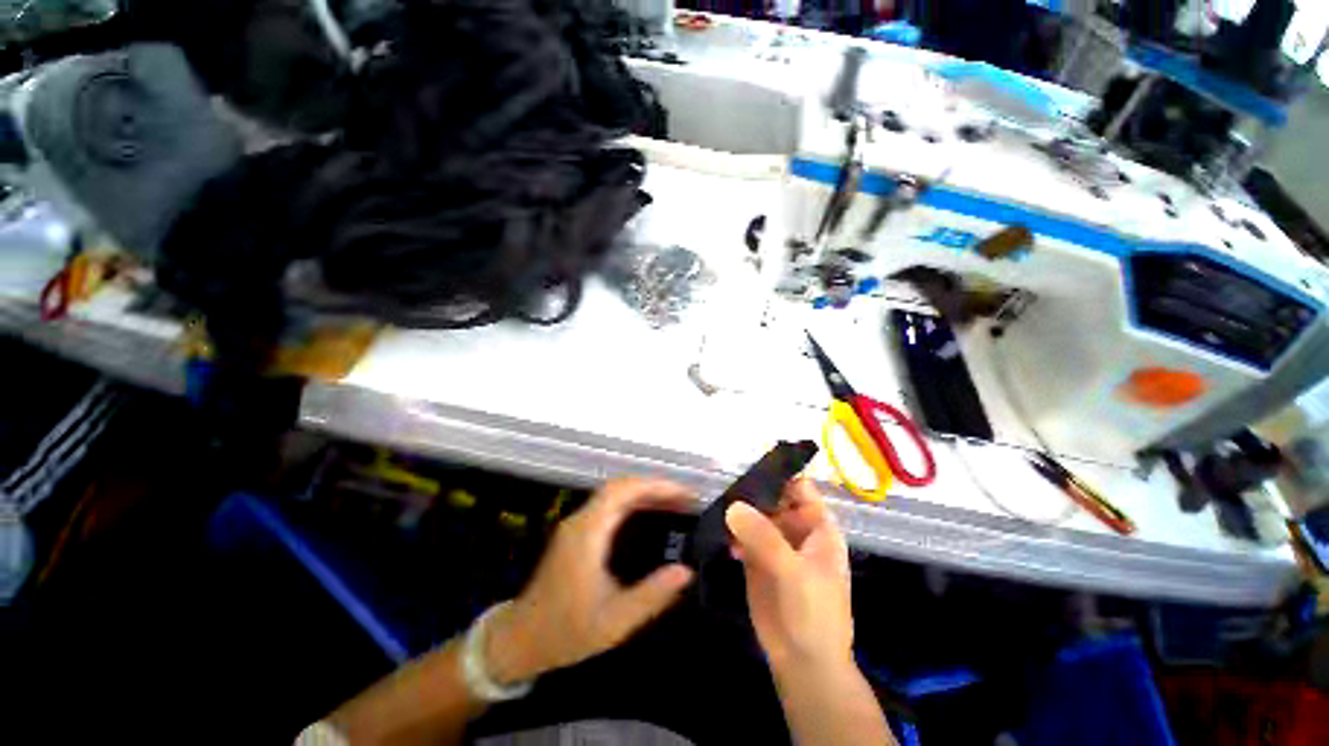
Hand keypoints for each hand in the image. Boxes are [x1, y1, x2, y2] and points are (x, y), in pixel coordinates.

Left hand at [485, 478, 695, 683]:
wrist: (520, 640)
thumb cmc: (566, 632)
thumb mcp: (615, 622)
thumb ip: (652, 595)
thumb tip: (687, 571)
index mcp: (588, 533)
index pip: (623, 491)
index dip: (656, 486)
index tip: (684, 494)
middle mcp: (581, 520)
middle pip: (621, 486)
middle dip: (655, 486)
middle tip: (686, 499)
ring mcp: (577, 524)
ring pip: (615, 493)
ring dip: (646, 493)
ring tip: (675, 504)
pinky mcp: (578, 532)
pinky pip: (610, 505)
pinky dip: (635, 503)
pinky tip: (651, 515)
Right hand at [726, 478, 853, 674]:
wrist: (803, 663)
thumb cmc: (813, 613)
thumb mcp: (793, 571)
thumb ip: (764, 536)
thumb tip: (733, 505)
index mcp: (817, 526)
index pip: (799, 487)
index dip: (778, 476)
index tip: (749, 471)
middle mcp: (795, 529)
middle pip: (772, 498)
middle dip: (751, 493)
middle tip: (725, 490)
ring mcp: (774, 543)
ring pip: (754, 515)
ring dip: (738, 512)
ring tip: (719, 512)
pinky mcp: (756, 558)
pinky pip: (741, 535)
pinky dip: (731, 532)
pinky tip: (722, 537)